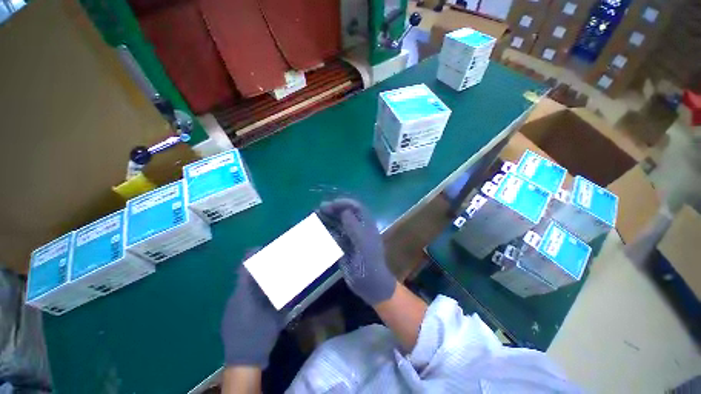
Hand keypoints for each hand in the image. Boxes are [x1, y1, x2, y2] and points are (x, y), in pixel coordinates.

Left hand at [221, 252, 283, 367]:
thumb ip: (282, 299)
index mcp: (244, 295)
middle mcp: (235, 297)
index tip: (260, 248)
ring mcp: (230, 307)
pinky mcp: (230, 315)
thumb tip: (291, 285)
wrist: (242, 360)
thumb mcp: (276, 315)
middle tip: (269, 263)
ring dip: (253, 280)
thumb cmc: (260, 335)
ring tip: (266, 278)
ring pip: (242, 286)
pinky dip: (249, 291)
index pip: (244, 269)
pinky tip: (260, 297)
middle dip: (256, 267)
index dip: (251, 256)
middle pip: (243, 276)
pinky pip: (240, 297)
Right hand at [318, 199, 395, 305]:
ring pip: (339, 223)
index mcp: (366, 225)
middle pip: (346, 214)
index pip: (356, 208)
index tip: (331, 204)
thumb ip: (354, 226)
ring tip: (317, 215)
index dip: (344, 203)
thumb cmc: (369, 263)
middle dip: (334, 209)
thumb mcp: (362, 244)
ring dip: (329, 218)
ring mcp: (351, 238)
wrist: (370, 284)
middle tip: (320, 208)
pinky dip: (327, 230)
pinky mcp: (345, 247)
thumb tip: (344, 211)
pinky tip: (319, 229)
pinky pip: (335, 235)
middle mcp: (359, 229)